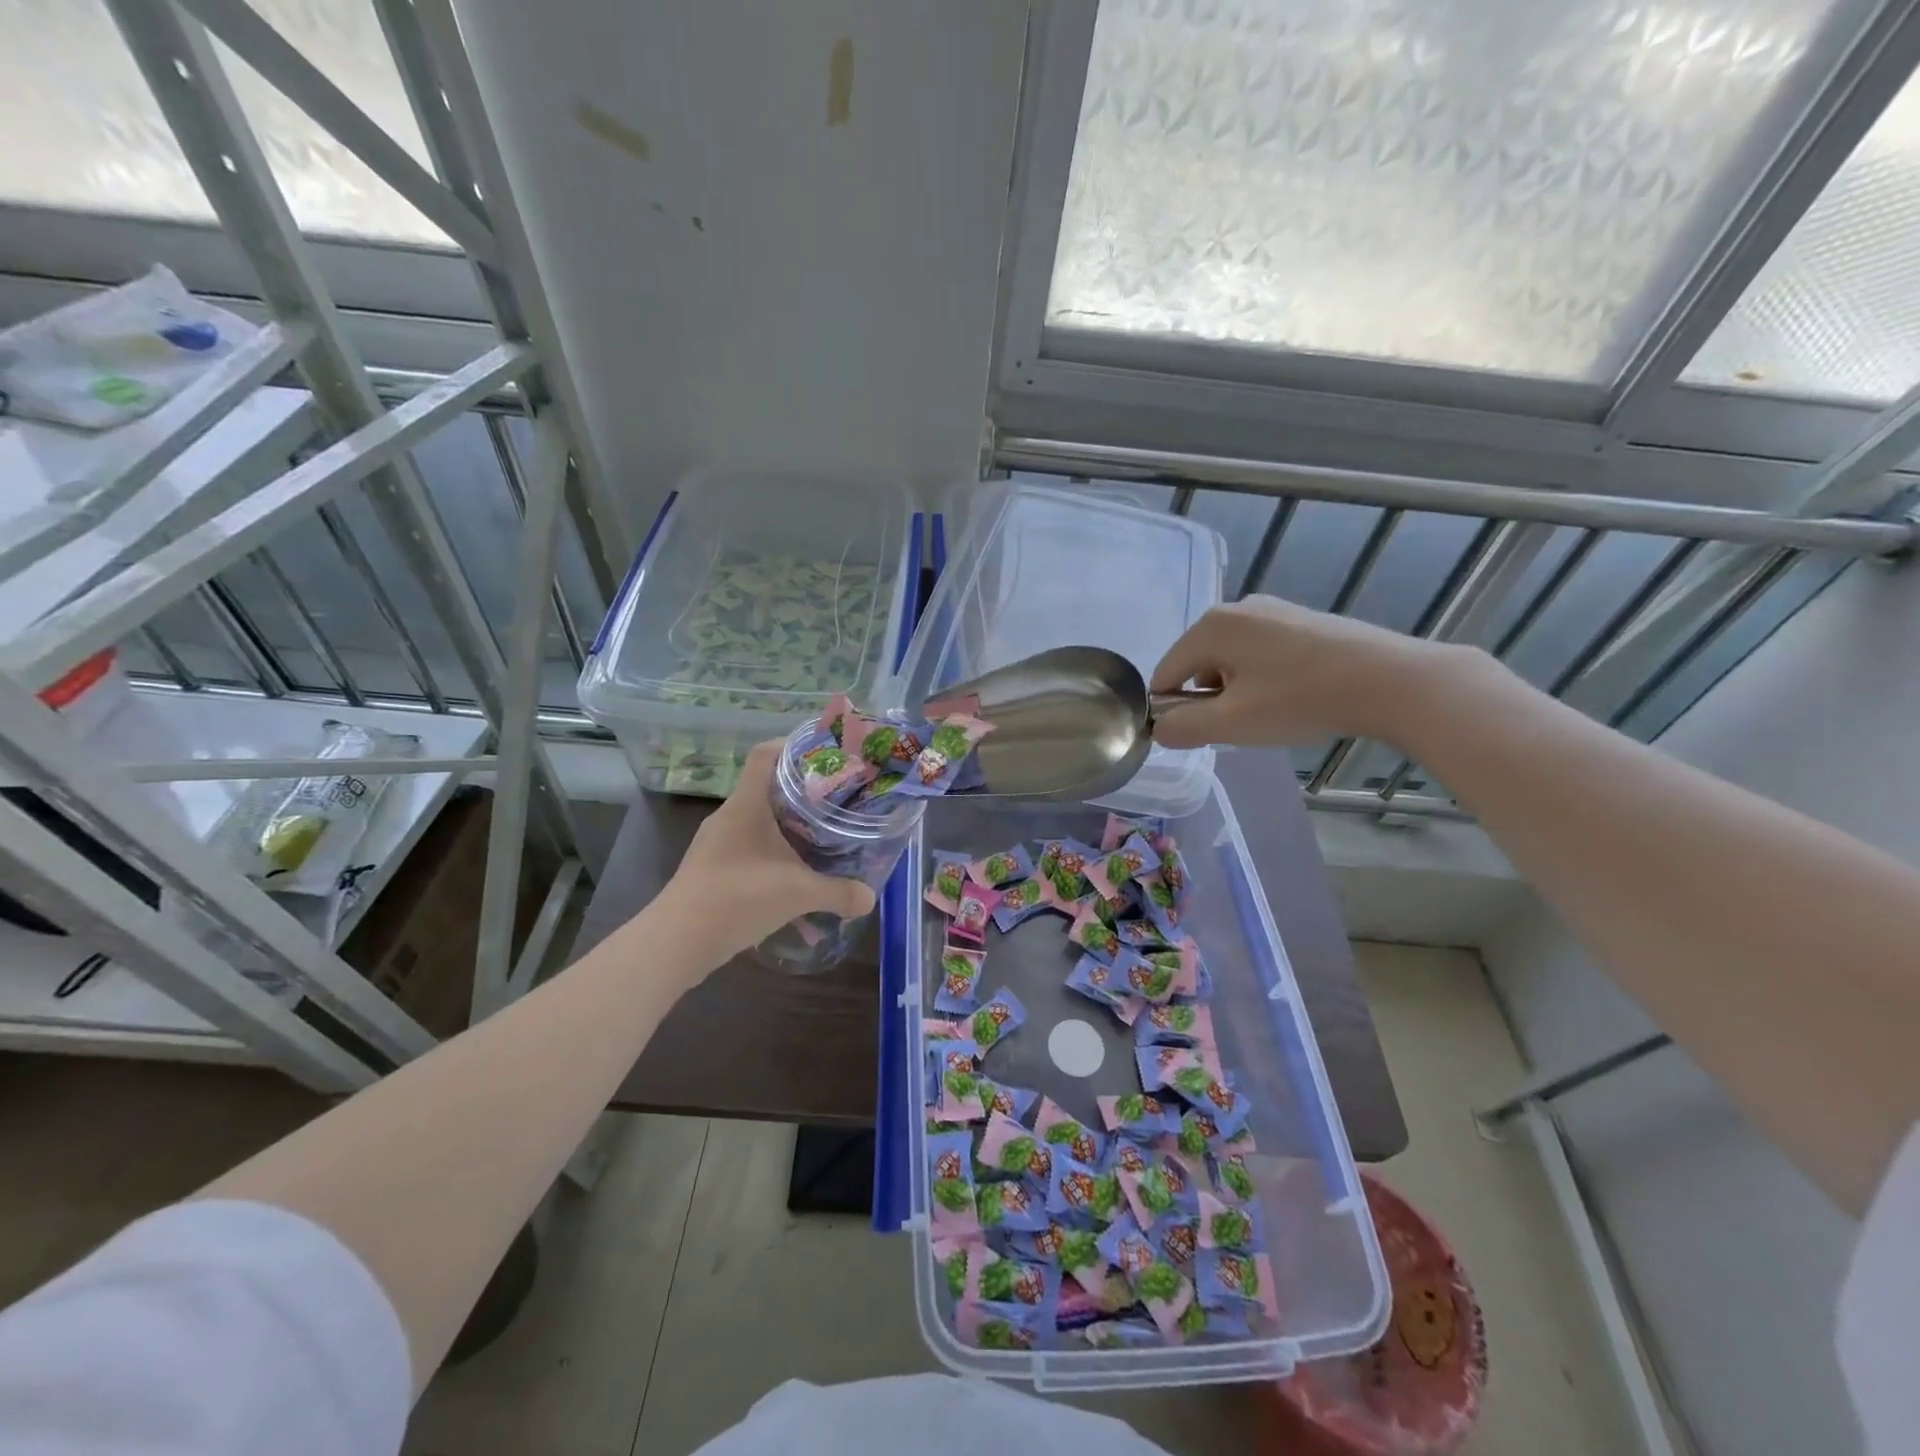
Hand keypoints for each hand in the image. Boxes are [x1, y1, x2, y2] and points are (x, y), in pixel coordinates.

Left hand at [659, 741, 876, 962]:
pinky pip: (747, 849)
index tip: (824, 754)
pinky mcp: (710, 869)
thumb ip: (838, 893)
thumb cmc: (738, 898)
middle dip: (801, 793)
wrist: (677, 942)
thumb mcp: (798, 893)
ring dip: (786, 827)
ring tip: (819, 837)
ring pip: (757, 822)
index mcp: (746, 806)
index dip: (792, 746)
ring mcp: (716, 844)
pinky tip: (791, 877)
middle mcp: (728, 817)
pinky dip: (771, 855)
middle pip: (765, 788)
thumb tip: (870, 898)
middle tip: (834, 801)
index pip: (765, 755)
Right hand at [1149, 596, 1461, 750]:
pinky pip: (1260, 653)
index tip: (1200, 736)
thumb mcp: (1231, 723)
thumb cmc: (1300, 700)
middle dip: (1208, 699)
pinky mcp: (1301, 621)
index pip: (1165, 673)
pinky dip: (1263, 678)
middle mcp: (1237, 608)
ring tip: (1270, 714)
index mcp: (1211, 626)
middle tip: (1240, 726)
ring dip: (1236, 691)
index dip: (1171, 710)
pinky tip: (1292, 696)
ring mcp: (1272, 611)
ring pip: (1230, 660)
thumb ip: (1183, 728)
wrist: (1391, 682)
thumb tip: (1160, 729)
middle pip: (1197, 664)